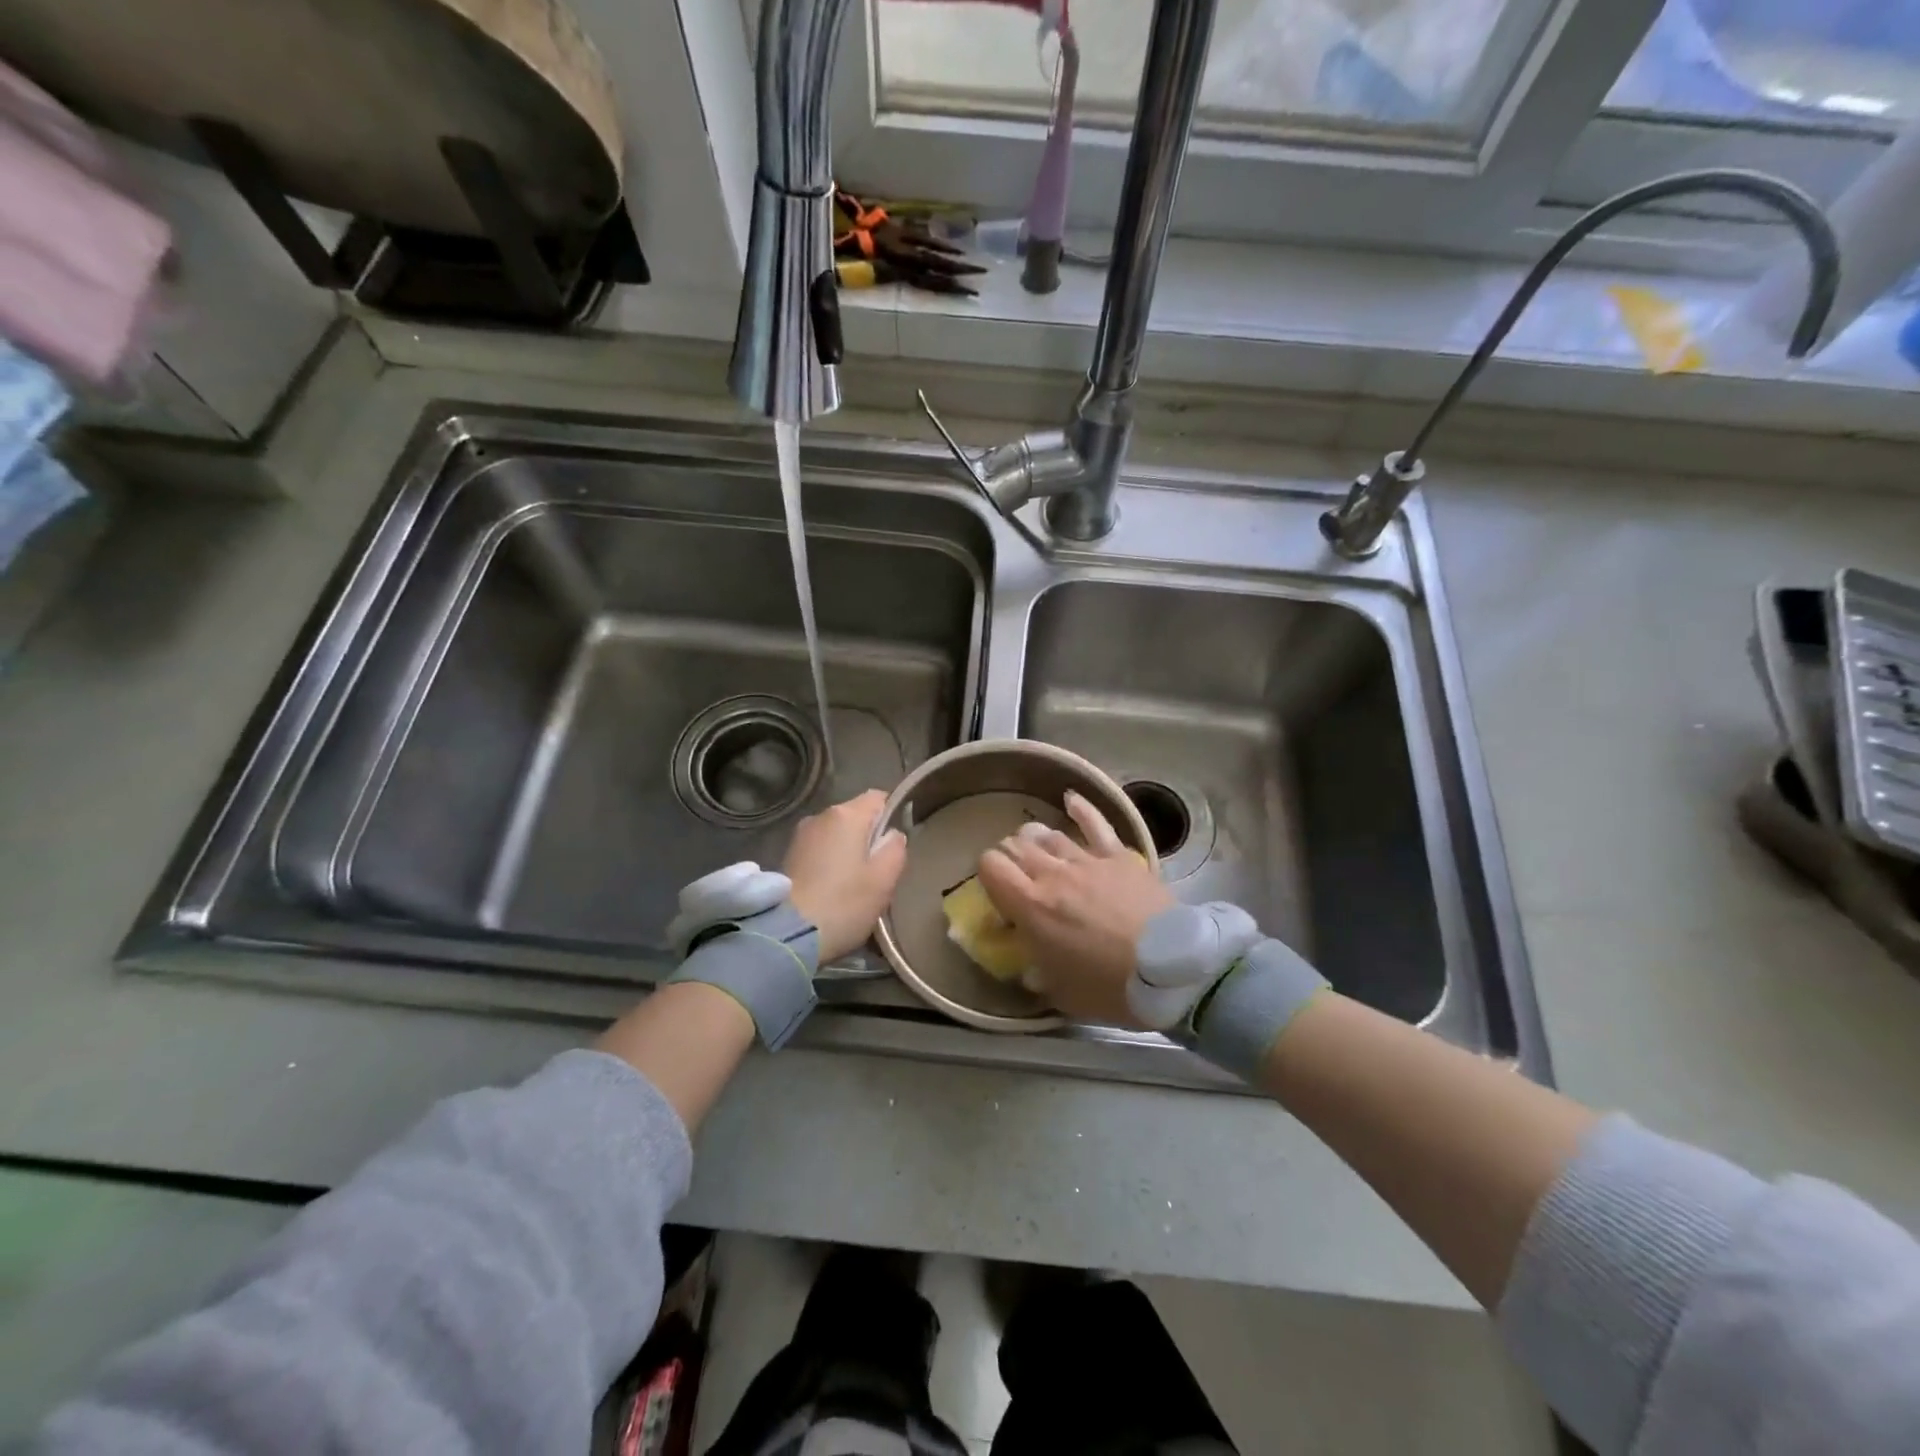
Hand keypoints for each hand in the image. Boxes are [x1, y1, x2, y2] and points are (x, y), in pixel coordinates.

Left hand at [785, 790, 907, 962]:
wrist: (788, 934)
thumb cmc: (844, 903)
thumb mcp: (884, 879)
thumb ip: (895, 849)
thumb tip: (892, 835)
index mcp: (847, 815)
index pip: (878, 798)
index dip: (892, 815)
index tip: (896, 843)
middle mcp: (820, 816)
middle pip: (856, 816)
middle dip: (869, 837)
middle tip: (878, 871)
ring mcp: (800, 835)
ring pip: (836, 834)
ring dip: (848, 851)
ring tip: (854, 884)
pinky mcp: (787, 856)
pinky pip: (819, 849)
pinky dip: (829, 862)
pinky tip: (832, 889)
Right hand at [976, 791, 1174, 1025]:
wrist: (1170, 970)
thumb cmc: (1111, 987)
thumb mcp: (1061, 994)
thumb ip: (1038, 974)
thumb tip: (1030, 968)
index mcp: (1031, 906)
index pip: (991, 866)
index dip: (987, 872)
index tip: (996, 889)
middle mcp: (1053, 874)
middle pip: (1017, 846)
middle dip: (1010, 856)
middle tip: (1018, 874)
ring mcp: (1088, 861)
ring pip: (1050, 836)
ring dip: (1037, 840)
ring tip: (1037, 848)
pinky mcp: (1120, 857)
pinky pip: (1095, 824)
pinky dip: (1081, 809)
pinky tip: (1070, 799)